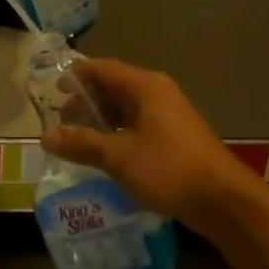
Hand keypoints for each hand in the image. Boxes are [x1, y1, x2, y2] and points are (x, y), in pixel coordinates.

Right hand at [40, 58, 256, 230]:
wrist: (222, 200)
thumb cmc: (168, 168)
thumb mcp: (118, 156)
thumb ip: (81, 143)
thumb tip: (45, 136)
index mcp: (145, 87)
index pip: (102, 69)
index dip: (75, 77)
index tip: (52, 92)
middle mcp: (157, 94)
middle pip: (113, 88)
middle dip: (85, 104)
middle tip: (61, 125)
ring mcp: (168, 117)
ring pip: (125, 111)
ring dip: (100, 123)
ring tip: (77, 143)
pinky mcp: (174, 139)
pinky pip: (137, 128)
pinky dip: (117, 136)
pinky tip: (104, 157)